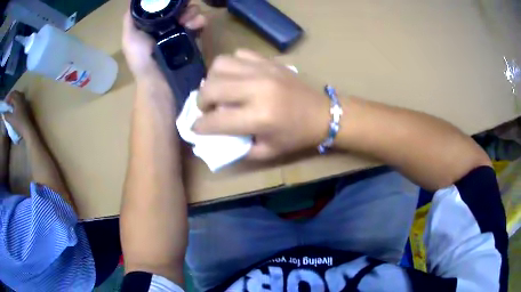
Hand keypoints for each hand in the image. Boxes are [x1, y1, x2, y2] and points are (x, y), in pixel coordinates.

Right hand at [4, 91, 34, 136]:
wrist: (27, 128)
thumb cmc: (18, 123)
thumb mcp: (11, 120)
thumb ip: (7, 116)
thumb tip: (3, 114)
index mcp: (17, 99)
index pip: (11, 95)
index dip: (8, 97)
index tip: (5, 100)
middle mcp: (21, 97)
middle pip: (15, 93)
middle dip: (11, 95)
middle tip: (7, 99)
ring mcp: (24, 100)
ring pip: (18, 94)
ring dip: (14, 96)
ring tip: (10, 100)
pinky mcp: (26, 104)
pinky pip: (20, 98)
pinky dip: (16, 98)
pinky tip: (15, 103)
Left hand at [122, 3, 206, 81]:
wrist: (159, 82)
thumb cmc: (141, 60)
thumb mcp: (129, 39)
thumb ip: (129, 20)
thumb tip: (132, 2)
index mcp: (153, 24)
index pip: (164, 6)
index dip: (170, 1)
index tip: (173, 1)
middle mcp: (167, 26)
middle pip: (180, 8)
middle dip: (183, 6)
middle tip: (183, 12)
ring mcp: (181, 32)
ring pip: (191, 13)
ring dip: (193, 12)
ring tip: (190, 20)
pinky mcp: (192, 40)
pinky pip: (200, 25)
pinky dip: (200, 22)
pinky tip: (198, 25)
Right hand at [194, 50, 330, 159]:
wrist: (323, 114)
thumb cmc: (296, 137)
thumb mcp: (266, 152)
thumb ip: (237, 148)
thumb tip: (213, 138)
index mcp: (259, 117)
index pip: (215, 120)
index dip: (199, 126)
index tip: (196, 127)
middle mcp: (258, 89)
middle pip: (211, 87)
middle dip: (200, 101)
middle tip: (206, 109)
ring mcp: (263, 70)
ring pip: (220, 64)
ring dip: (212, 79)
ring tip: (219, 90)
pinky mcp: (269, 61)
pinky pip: (238, 54)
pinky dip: (230, 66)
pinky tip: (236, 77)